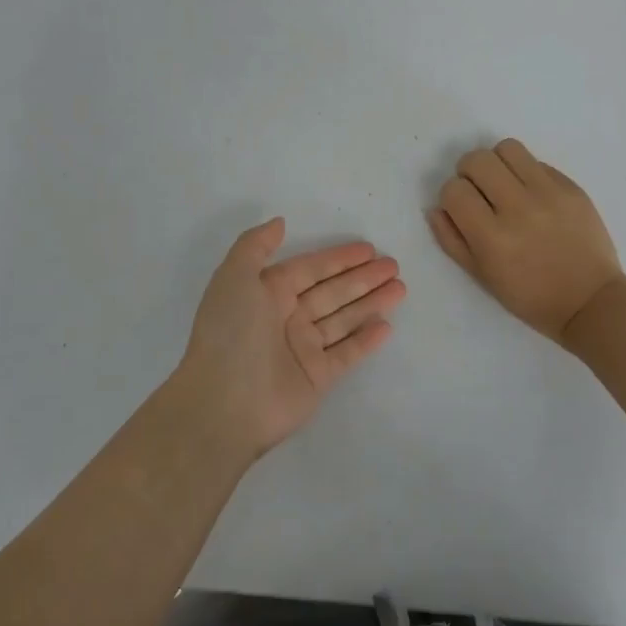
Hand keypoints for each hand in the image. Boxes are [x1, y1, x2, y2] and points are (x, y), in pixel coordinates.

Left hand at [177, 219, 403, 455]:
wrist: (225, 403)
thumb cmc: (230, 333)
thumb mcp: (233, 277)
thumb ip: (255, 245)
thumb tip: (280, 222)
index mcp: (267, 293)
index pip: (310, 269)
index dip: (339, 258)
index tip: (369, 248)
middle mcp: (286, 318)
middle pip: (332, 292)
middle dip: (363, 278)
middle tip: (394, 266)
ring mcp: (303, 349)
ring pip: (344, 319)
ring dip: (371, 303)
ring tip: (400, 288)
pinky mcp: (317, 377)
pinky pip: (347, 353)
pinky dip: (366, 340)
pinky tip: (387, 326)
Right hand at [428, 139, 624, 343]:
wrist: (590, 300)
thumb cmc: (531, 297)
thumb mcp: (482, 277)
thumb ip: (452, 240)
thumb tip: (437, 208)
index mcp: (492, 238)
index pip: (454, 190)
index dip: (451, 197)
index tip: (462, 209)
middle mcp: (518, 208)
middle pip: (477, 160)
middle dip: (469, 172)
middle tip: (479, 191)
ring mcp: (549, 194)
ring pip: (508, 148)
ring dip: (497, 162)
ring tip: (504, 183)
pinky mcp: (571, 187)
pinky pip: (537, 162)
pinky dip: (526, 173)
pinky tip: (533, 195)